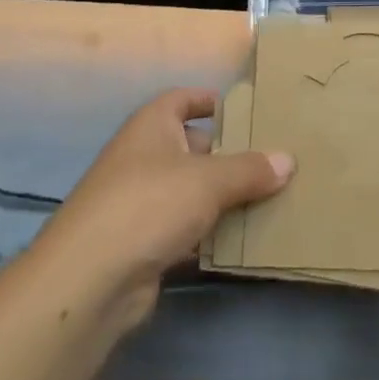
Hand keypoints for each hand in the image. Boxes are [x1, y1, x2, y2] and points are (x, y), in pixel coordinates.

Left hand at [28, 88, 293, 326]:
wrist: (90, 279)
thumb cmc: (149, 204)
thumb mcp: (208, 180)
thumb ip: (250, 169)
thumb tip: (288, 160)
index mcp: (151, 126)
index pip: (181, 100)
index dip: (208, 100)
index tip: (244, 109)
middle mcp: (142, 157)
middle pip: (191, 147)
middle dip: (228, 154)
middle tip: (272, 160)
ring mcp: (139, 202)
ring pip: (190, 192)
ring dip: (222, 198)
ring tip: (269, 199)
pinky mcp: (142, 243)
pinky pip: (184, 229)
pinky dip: (209, 234)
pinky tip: (242, 241)